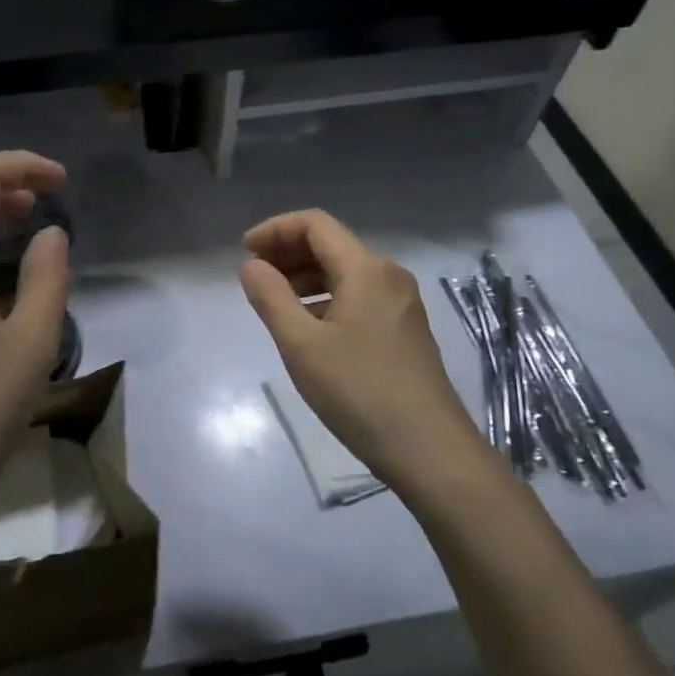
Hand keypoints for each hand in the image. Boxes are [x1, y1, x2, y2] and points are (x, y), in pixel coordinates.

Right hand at [241, 209, 488, 491]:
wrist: (430, 451)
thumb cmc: (359, 392)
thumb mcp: (301, 345)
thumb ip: (271, 297)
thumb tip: (251, 265)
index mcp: (366, 268)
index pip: (314, 224)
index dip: (275, 230)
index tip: (244, 252)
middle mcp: (388, 275)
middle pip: (331, 244)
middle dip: (288, 252)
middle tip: (253, 276)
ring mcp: (401, 302)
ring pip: (344, 272)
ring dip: (305, 277)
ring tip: (273, 302)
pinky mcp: (404, 328)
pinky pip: (358, 295)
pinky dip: (326, 298)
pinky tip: (307, 326)